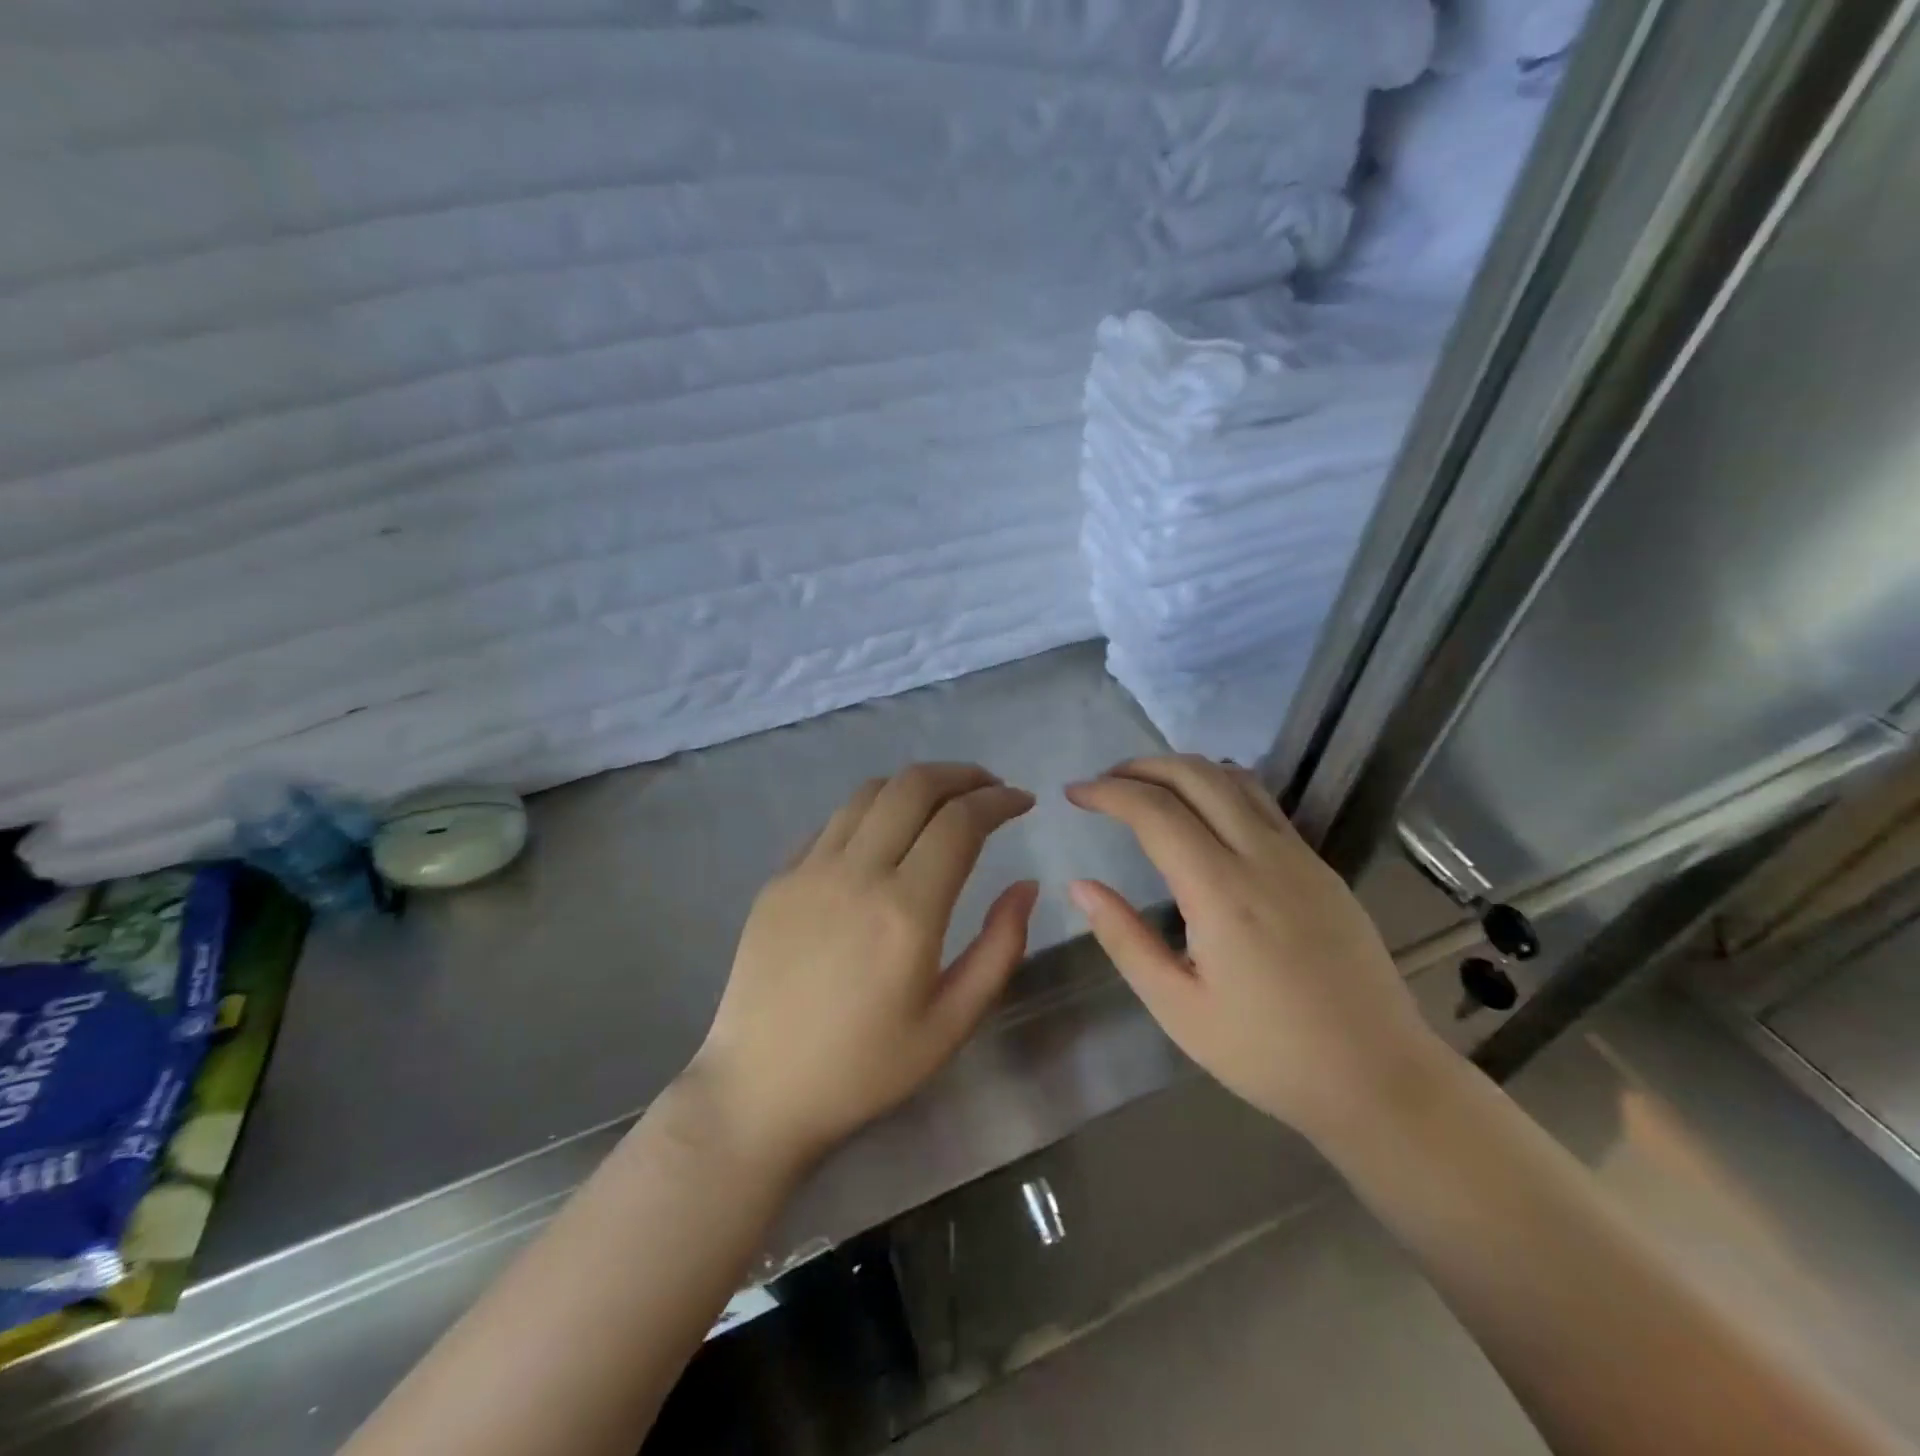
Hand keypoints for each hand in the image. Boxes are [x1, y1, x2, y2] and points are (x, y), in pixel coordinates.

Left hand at [690, 763, 1038, 1168]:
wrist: (759, 1091)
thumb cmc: (865, 1068)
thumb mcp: (952, 1023)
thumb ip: (999, 948)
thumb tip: (1026, 885)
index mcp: (907, 911)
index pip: (960, 822)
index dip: (998, 800)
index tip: (1022, 801)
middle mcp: (857, 874)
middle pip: (914, 786)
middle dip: (961, 774)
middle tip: (989, 788)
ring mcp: (809, 870)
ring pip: (869, 793)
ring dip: (915, 784)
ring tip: (942, 801)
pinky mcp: (779, 879)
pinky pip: (832, 823)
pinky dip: (871, 810)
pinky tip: (885, 834)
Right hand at [1065, 756, 1442, 1141]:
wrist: (1379, 1077)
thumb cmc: (1268, 1053)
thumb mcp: (1178, 1009)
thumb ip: (1124, 939)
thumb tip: (1081, 887)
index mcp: (1221, 891)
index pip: (1155, 811)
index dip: (1108, 792)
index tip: (1075, 794)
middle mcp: (1262, 856)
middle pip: (1196, 776)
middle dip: (1142, 766)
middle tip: (1104, 781)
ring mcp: (1299, 856)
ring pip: (1235, 779)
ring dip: (1183, 769)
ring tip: (1146, 786)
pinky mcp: (1321, 867)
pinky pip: (1263, 803)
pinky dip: (1220, 786)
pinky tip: (1203, 810)